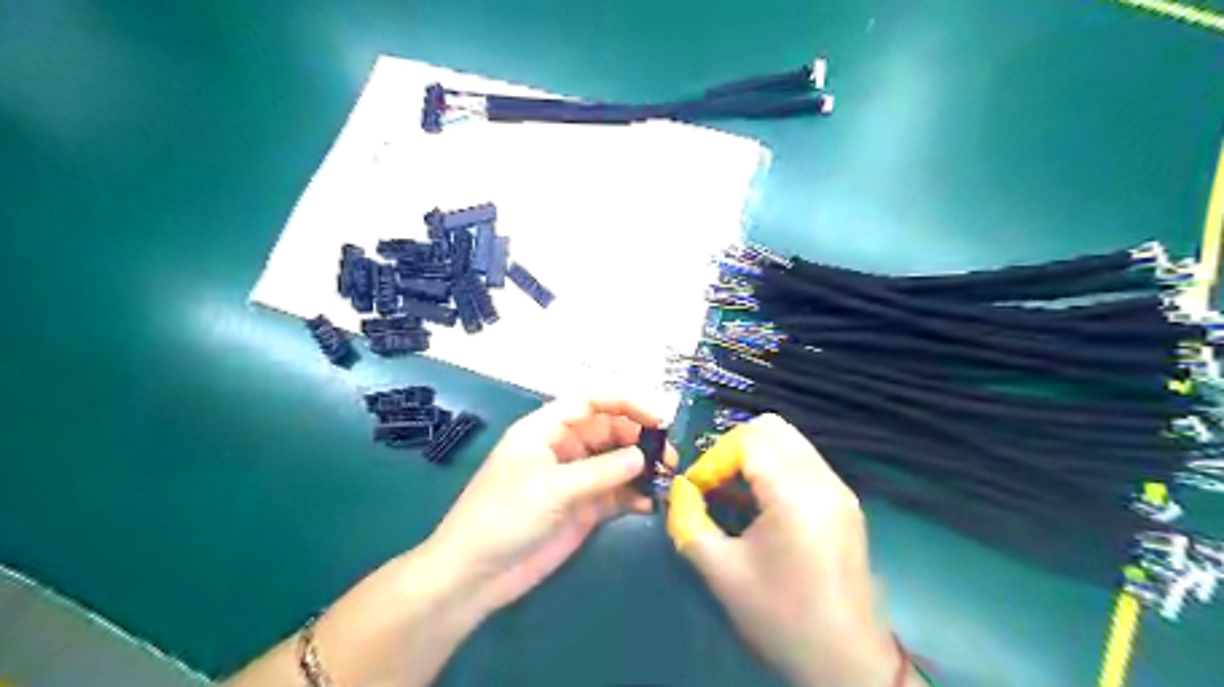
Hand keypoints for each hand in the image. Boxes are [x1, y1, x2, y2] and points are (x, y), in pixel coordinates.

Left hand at [425, 397, 677, 615]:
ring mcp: (575, 479)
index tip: (658, 417)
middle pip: (609, 430)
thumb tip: (642, 458)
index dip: (624, 403)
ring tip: (665, 477)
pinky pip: (615, 494)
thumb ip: (600, 471)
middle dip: (638, 437)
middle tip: (667, 455)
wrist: (476, 574)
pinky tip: (649, 503)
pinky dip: (634, 495)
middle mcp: (564, 448)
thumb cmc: (503, 517)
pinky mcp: (583, 509)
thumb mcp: (552, 488)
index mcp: (546, 430)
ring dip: (640, 467)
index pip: (591, 402)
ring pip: (616, 462)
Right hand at [666, 413, 911, 686]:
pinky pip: (803, 461)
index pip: (748, 440)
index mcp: (795, 494)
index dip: (714, 459)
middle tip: (714, 483)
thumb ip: (688, 521)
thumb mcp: (721, 572)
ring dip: (754, 456)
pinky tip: (759, 505)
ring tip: (733, 493)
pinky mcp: (844, 503)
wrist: (846, 663)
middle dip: (733, 448)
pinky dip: (774, 468)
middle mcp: (823, 480)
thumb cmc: (781, 618)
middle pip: (772, 428)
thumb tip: (678, 492)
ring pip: (789, 441)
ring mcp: (839, 489)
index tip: (697, 492)